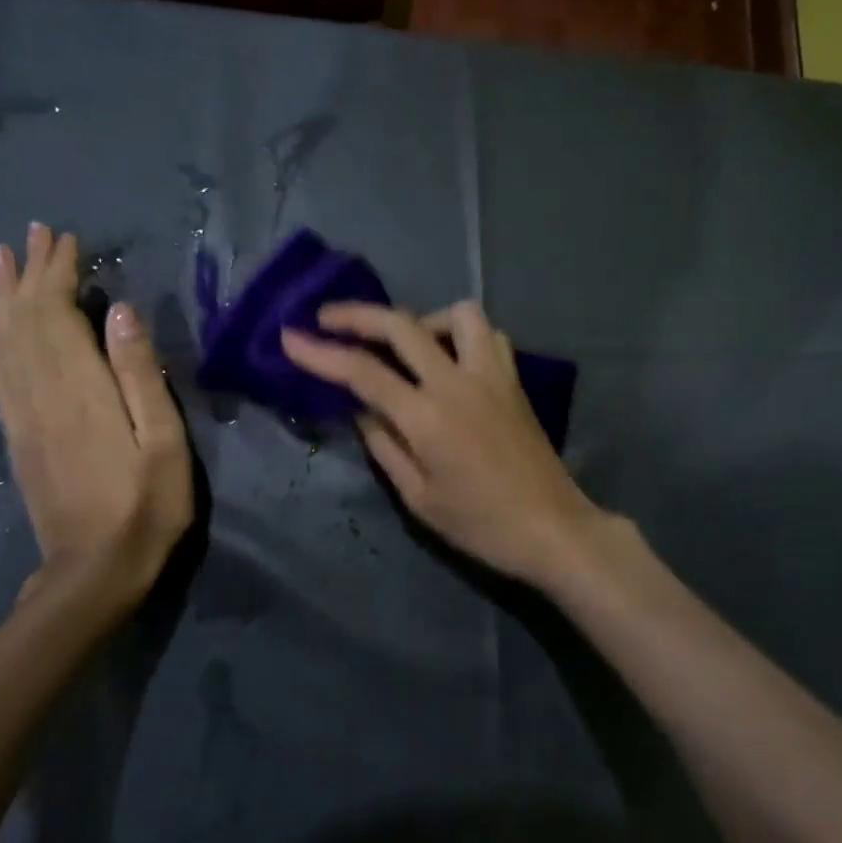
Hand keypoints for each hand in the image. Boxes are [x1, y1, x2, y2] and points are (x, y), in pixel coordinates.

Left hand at [0, 223, 191, 609]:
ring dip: (2, 297)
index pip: (58, 314)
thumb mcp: (163, 442)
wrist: (94, 572)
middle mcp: (41, 393)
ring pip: (5, 342)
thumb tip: (120, 311)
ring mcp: (23, 416)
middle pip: (25, 320)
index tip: (65, 238)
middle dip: (28, 272)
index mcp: (80, 389)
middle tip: (31, 233)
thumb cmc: (146, 506)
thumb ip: (140, 375)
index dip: (58, 273)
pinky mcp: (17, 437)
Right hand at [281, 301, 602, 586]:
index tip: (289, 337)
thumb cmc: (480, 524)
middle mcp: (458, 382)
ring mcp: (492, 375)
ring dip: (423, 319)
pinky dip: (462, 335)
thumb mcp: (418, 497)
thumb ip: (384, 445)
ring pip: (458, 314)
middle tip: (327, 318)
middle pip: (402, 325)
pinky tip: (451, 360)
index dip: (320, 352)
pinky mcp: (514, 380)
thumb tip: (362, 409)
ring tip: (407, 345)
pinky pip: (488, 335)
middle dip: (357, 315)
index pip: (362, 372)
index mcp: (427, 417)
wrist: (552, 528)